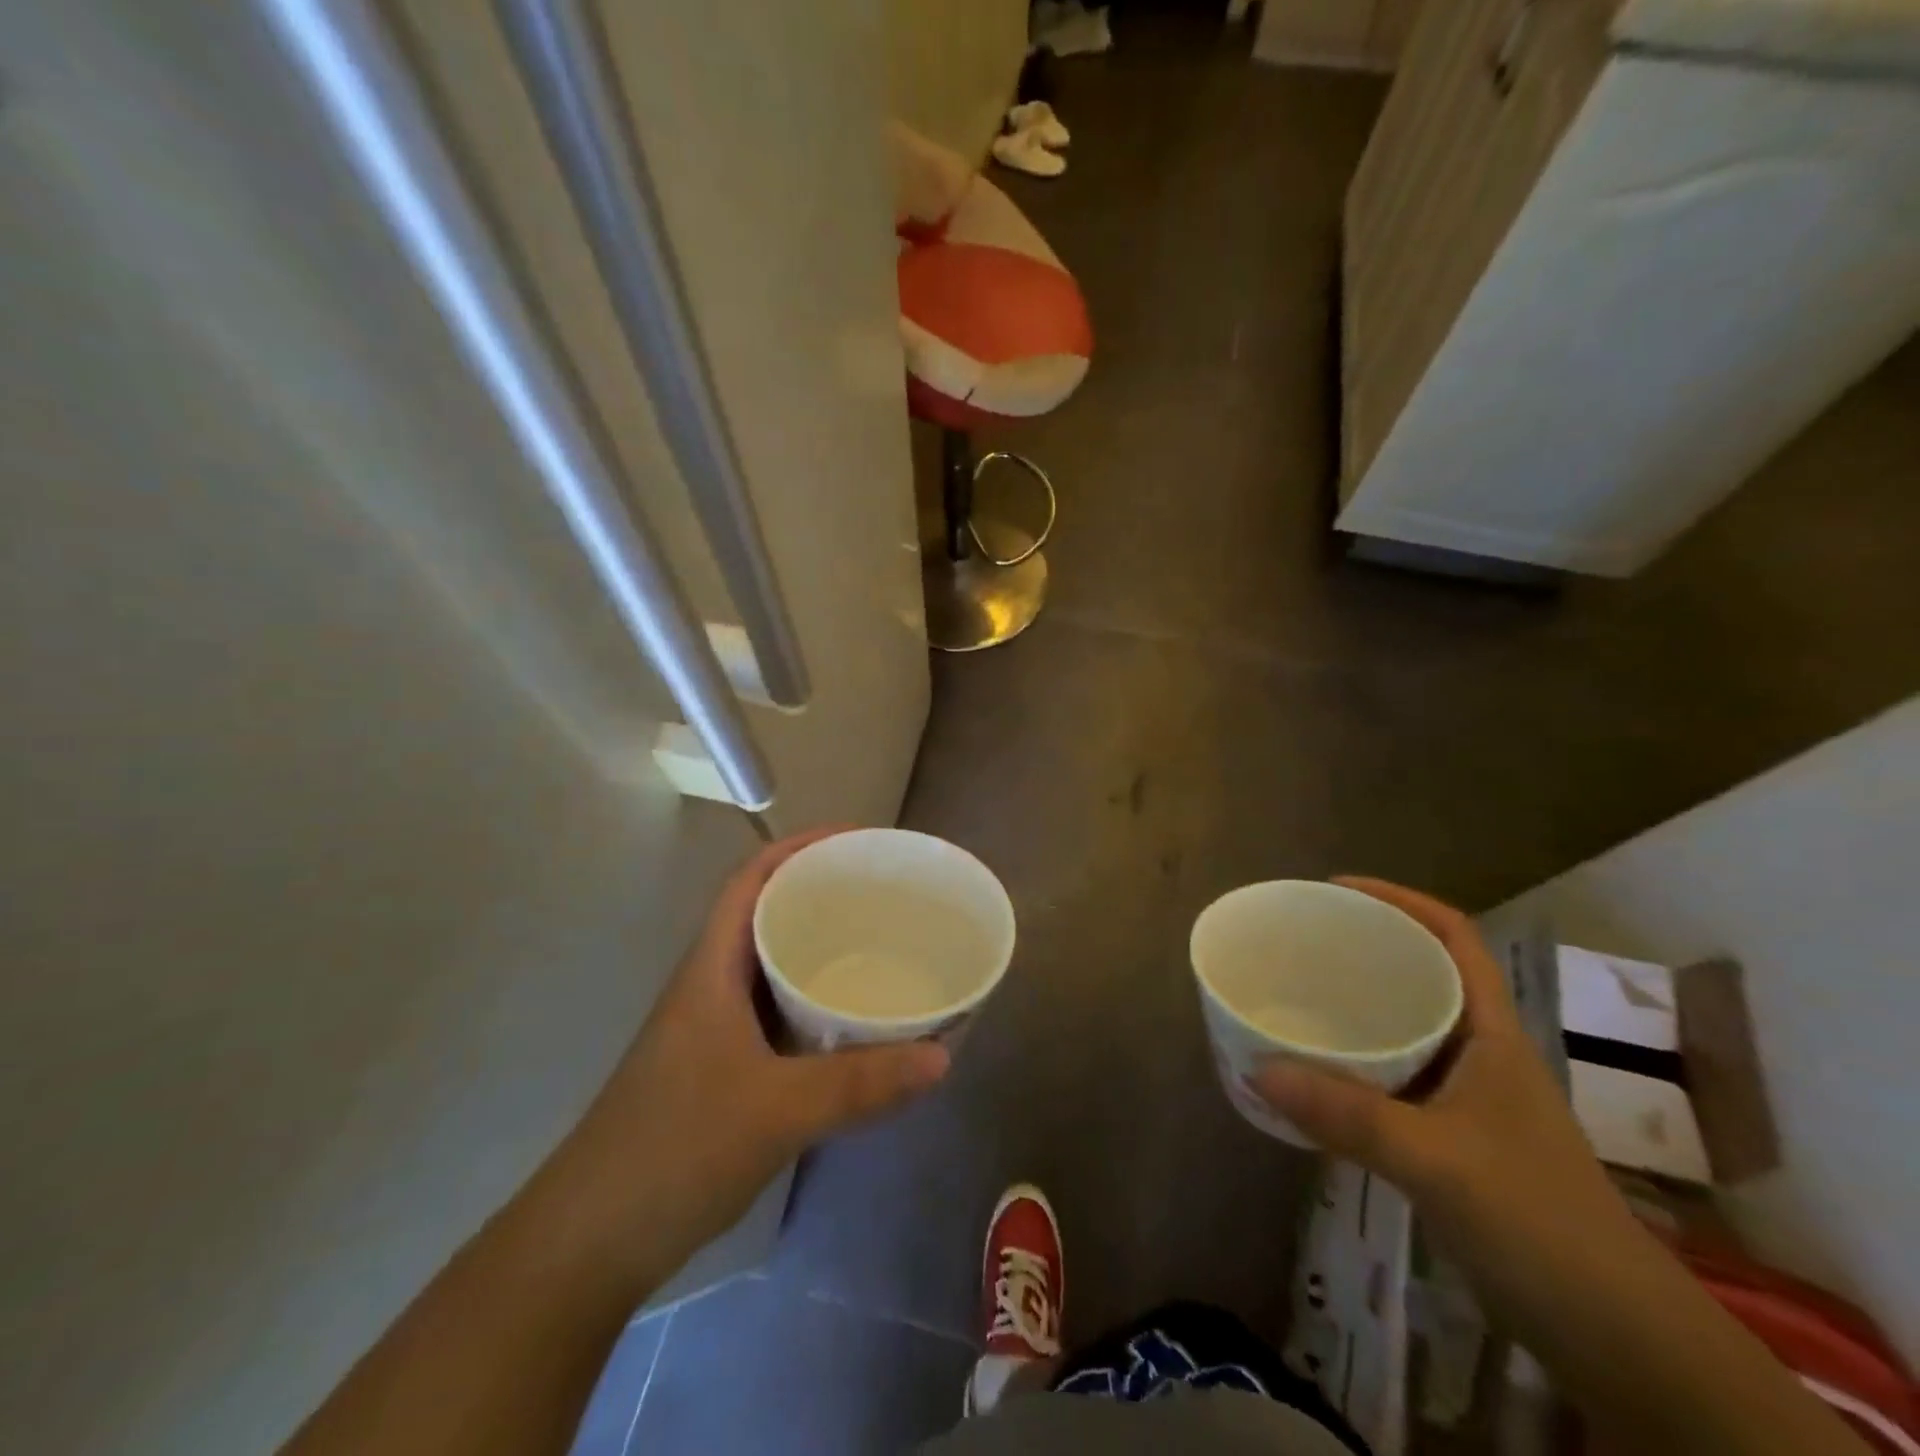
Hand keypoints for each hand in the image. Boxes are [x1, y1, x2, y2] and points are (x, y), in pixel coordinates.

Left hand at [554, 828, 949, 1285]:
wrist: (591, 1241)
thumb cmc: (674, 1149)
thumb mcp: (777, 1110)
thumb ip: (861, 1083)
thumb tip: (942, 1057)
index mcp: (712, 968)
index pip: (752, 879)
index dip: (800, 846)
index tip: (857, 841)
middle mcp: (711, 984)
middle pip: (766, 913)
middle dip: (819, 892)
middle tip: (883, 893)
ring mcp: (713, 1027)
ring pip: (771, 965)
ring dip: (817, 948)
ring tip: (877, 944)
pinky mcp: (721, 1066)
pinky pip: (777, 1011)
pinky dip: (813, 1002)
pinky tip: (850, 1022)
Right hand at [1252, 878, 1636, 1288]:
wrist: (1617, 1335)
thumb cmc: (1539, 1220)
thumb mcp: (1437, 1160)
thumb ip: (1347, 1115)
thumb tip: (1258, 1069)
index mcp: (1491, 1032)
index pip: (1453, 936)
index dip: (1398, 899)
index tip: (1336, 889)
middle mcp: (1479, 1051)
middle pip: (1422, 974)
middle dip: (1364, 949)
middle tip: (1299, 942)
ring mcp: (1468, 1097)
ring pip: (1405, 1027)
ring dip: (1355, 1008)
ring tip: (1296, 996)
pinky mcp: (1452, 1137)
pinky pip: (1392, 1076)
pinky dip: (1353, 1064)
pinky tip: (1316, 1075)